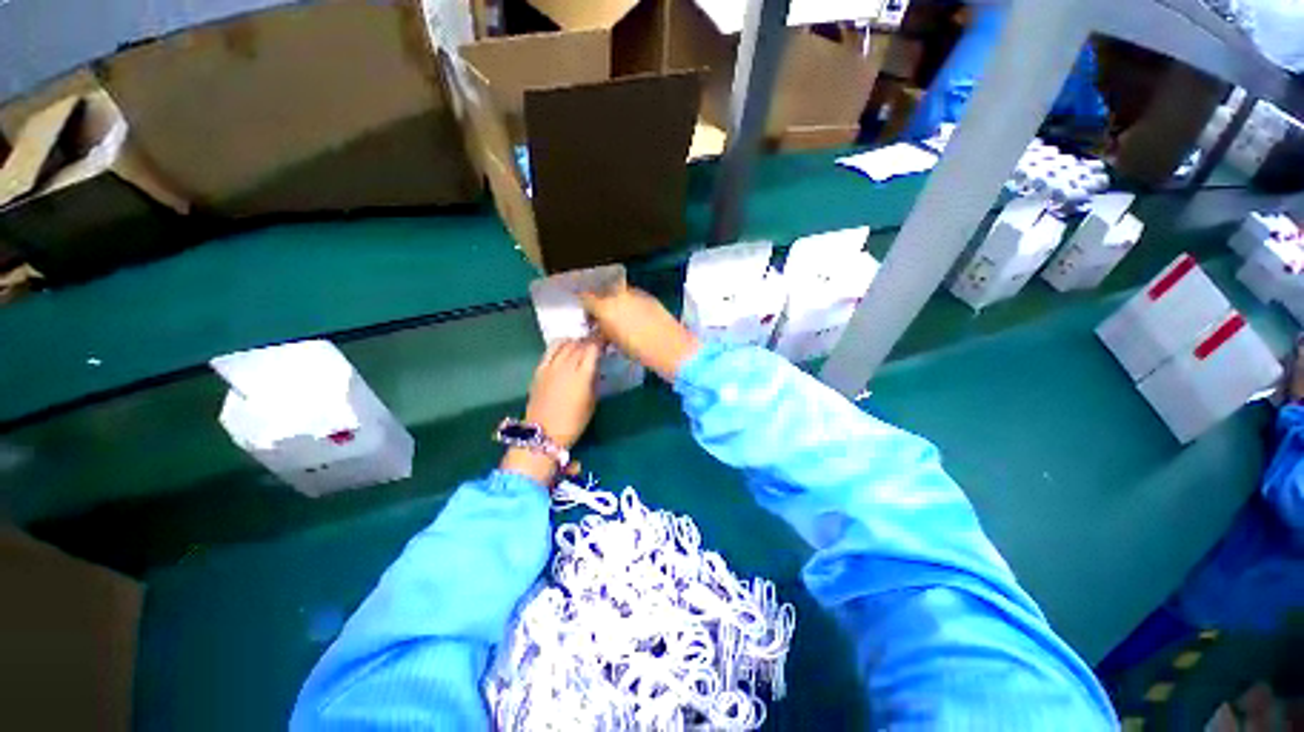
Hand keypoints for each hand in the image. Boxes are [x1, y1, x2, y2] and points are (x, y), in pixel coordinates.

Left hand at [501, 339, 600, 485]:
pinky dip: (560, 344)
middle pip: (580, 344)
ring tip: (582, 344)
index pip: (593, 349)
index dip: (601, 341)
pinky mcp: (539, 369)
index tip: (606, 340)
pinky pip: (550, 350)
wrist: (544, 433)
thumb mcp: (592, 402)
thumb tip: (596, 367)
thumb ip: (594, 380)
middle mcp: (567, 366)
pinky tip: (565, 345)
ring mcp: (551, 366)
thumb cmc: (574, 422)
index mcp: (582, 375)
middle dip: (590, 341)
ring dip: (576, 341)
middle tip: (597, 343)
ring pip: (566, 344)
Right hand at [580, 283, 699, 381]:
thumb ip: (602, 329)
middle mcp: (618, 295)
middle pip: (601, 291)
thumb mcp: (613, 342)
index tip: (586, 314)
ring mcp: (635, 293)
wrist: (670, 347)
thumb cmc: (639, 350)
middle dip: (599, 300)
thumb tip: (598, 325)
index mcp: (605, 307)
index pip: (586, 298)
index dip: (584, 305)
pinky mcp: (648, 296)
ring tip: (617, 316)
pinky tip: (632, 315)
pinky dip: (628, 301)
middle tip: (600, 315)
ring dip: (614, 300)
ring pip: (617, 291)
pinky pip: (632, 294)